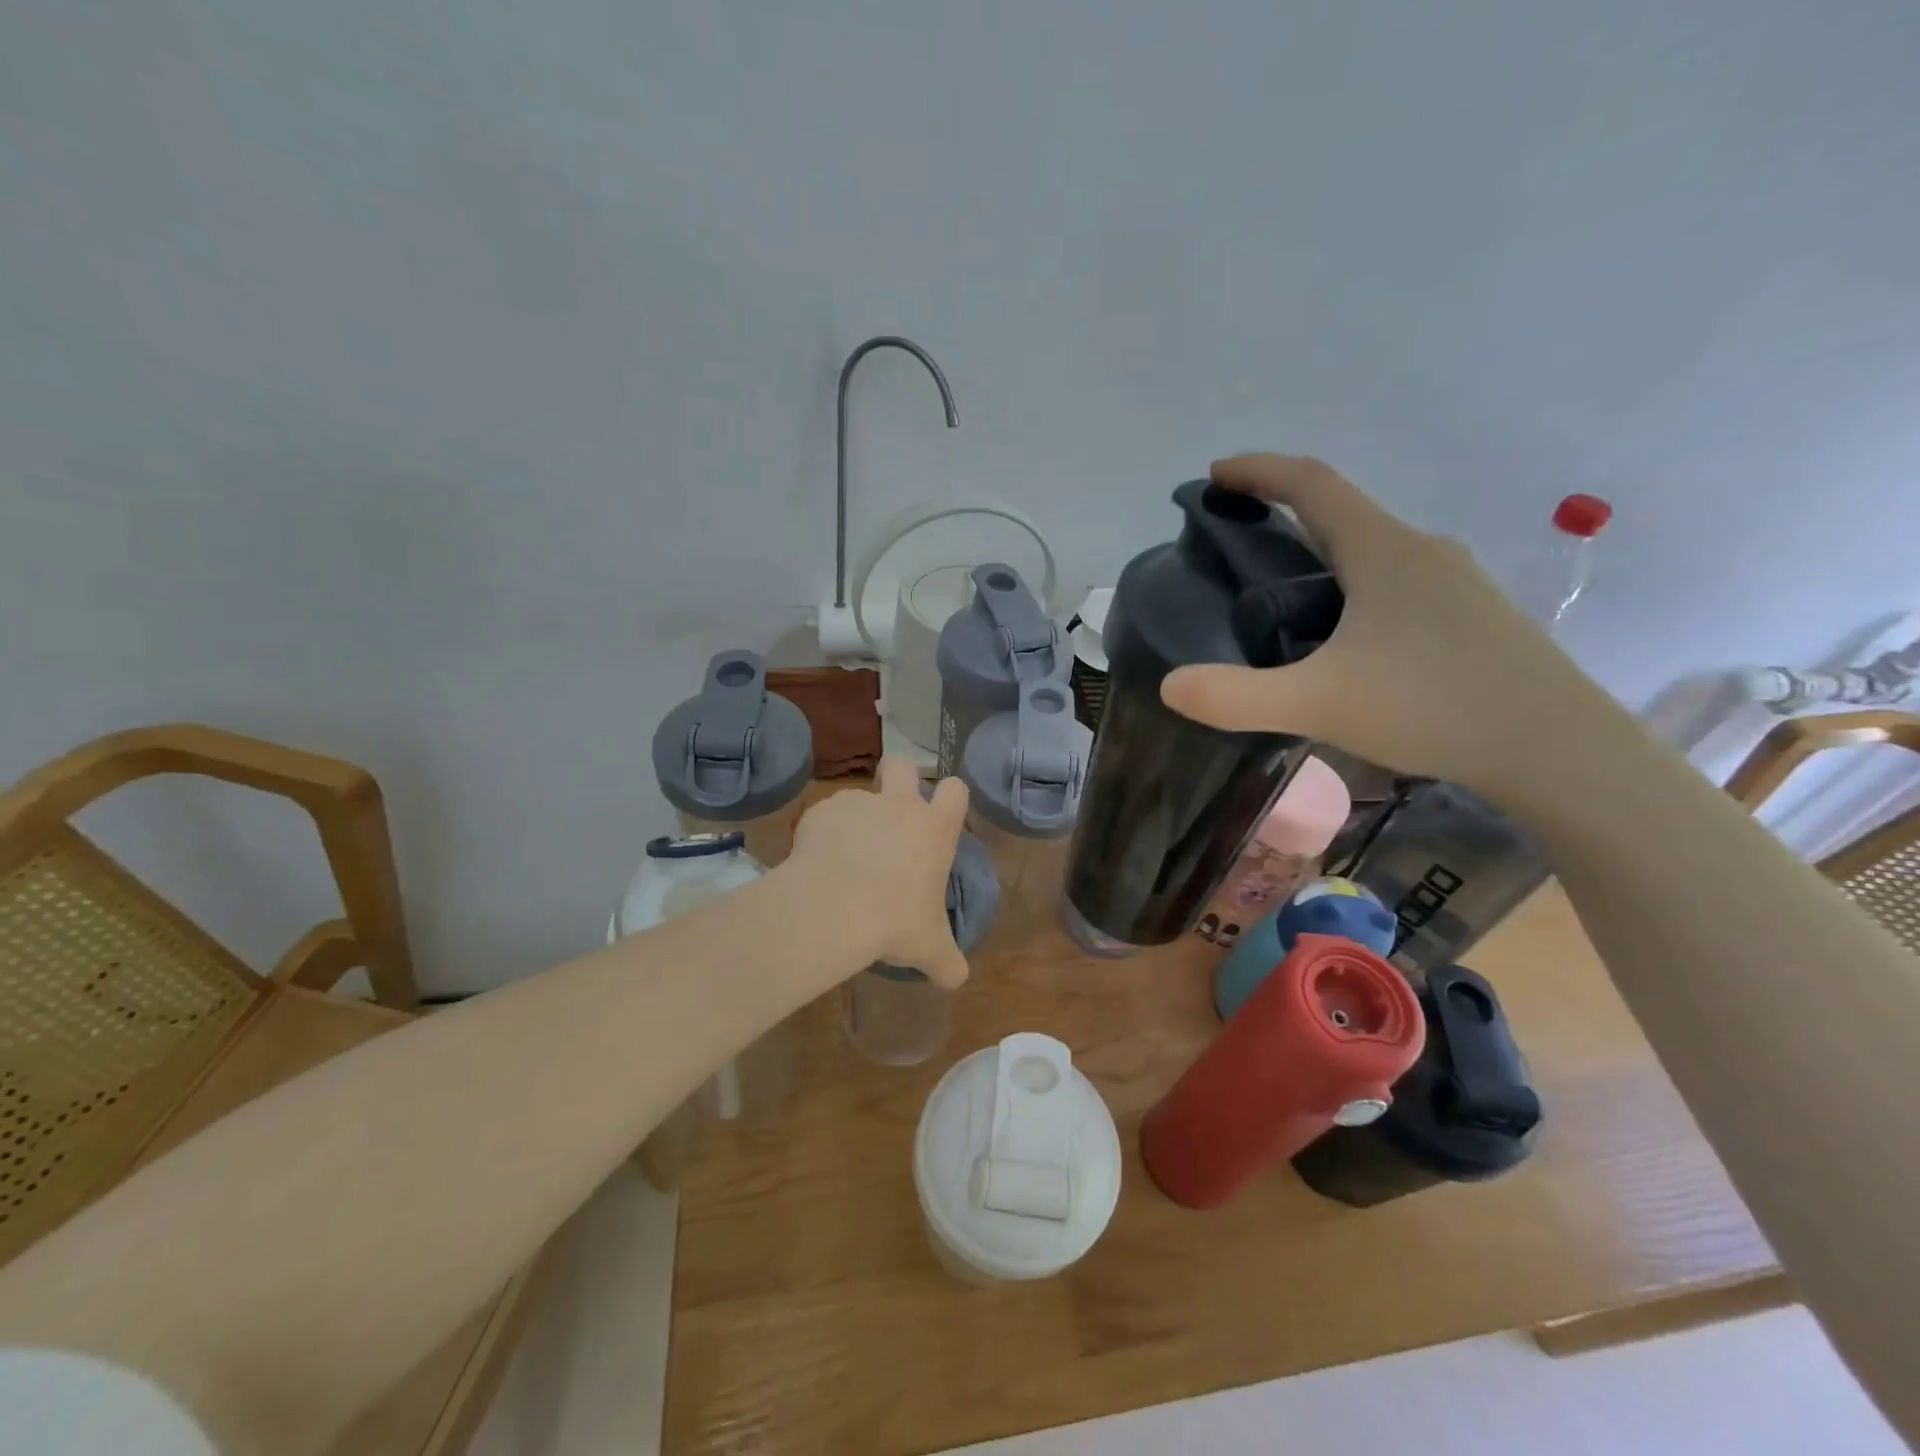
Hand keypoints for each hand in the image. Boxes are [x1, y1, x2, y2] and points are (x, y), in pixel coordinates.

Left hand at [786, 756, 971, 987]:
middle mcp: (898, 805)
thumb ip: (949, 962)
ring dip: (857, 817)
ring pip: (859, 795)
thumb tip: (958, 980)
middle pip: (902, 764)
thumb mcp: (929, 948)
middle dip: (899, 777)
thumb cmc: (894, 922)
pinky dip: (824, 833)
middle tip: (892, 811)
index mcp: (933, 828)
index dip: (950, 797)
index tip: (939, 816)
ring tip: (845, 856)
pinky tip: (818, 864)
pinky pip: (825, 815)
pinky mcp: (819, 812)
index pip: (956, 788)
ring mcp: (856, 804)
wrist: (832, 909)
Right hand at [1161, 454, 1592, 794]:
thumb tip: (1170, 686)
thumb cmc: (1433, 707)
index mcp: (1382, 551)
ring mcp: (1454, 584)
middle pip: (1342, 514)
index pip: (1312, 484)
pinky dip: (1354, 588)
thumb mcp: (1318, 703)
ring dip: (1322, 555)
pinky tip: (1345, 640)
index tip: (1216, 474)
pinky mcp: (1471, 617)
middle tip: (1238, 543)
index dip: (1259, 471)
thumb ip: (1236, 696)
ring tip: (1282, 597)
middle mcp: (1421, 551)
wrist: (1556, 749)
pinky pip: (1397, 583)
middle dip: (1284, 514)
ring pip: (1372, 551)